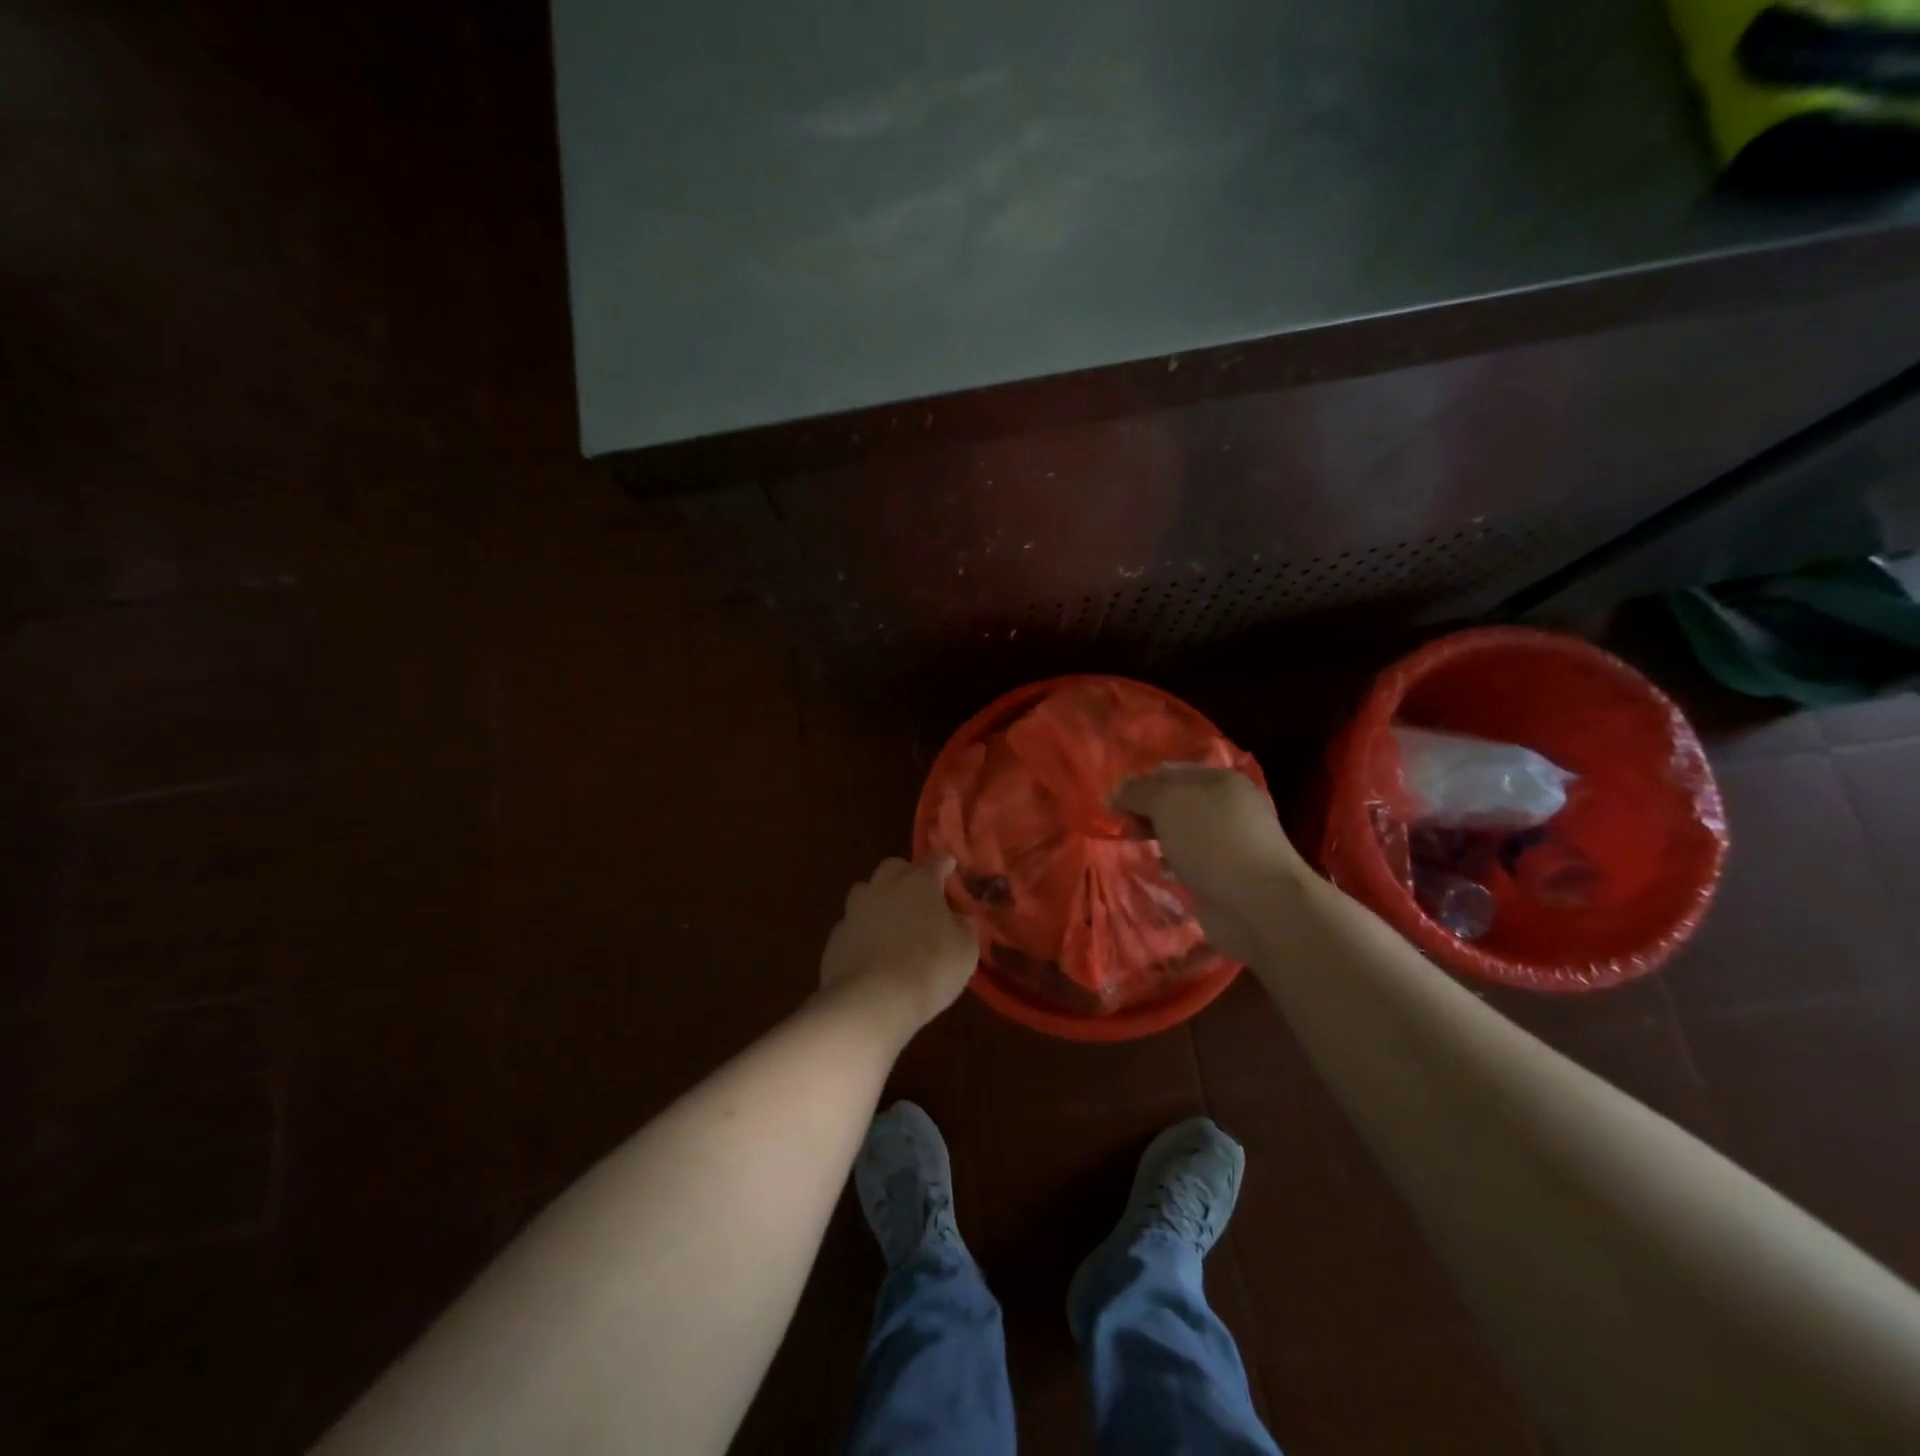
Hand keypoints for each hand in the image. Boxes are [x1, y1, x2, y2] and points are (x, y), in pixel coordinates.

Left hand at [820, 855, 977, 1036]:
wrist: (870, 1001)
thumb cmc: (929, 969)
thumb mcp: (965, 951)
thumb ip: (965, 928)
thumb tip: (961, 918)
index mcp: (919, 882)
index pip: (934, 860)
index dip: (944, 864)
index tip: (950, 868)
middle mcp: (884, 886)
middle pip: (894, 867)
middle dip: (907, 875)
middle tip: (920, 896)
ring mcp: (855, 910)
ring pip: (867, 891)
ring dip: (880, 900)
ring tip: (892, 922)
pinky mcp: (836, 937)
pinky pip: (853, 924)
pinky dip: (864, 931)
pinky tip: (872, 951)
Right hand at [1112, 767, 1306, 960]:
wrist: (1258, 903)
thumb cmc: (1212, 840)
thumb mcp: (1167, 802)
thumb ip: (1138, 792)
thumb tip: (1116, 795)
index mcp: (1220, 780)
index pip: (1170, 773)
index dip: (1140, 785)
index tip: (1114, 805)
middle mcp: (1229, 807)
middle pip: (1176, 803)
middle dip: (1147, 813)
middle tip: (1122, 828)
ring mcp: (1231, 843)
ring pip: (1182, 832)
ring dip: (1159, 838)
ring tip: (1138, 847)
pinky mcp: (1227, 875)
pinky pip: (1191, 861)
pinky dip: (1173, 863)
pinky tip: (1162, 870)